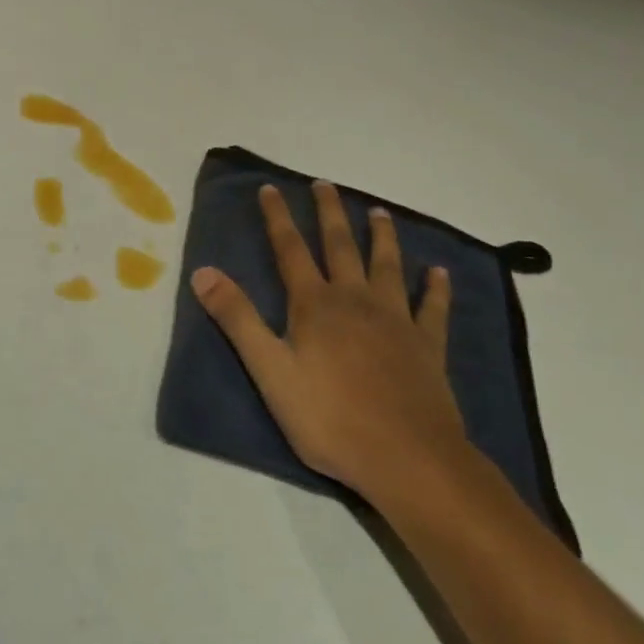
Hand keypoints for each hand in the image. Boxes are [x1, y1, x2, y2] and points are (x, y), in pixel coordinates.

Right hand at [190, 182, 472, 506]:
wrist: (408, 458)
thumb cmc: (330, 418)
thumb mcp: (269, 371)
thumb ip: (237, 319)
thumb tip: (203, 271)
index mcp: (315, 306)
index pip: (290, 250)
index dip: (277, 218)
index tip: (270, 188)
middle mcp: (355, 301)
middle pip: (340, 246)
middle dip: (328, 213)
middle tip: (325, 184)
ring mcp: (396, 321)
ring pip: (387, 266)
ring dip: (382, 236)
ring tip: (378, 212)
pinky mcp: (427, 347)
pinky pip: (432, 308)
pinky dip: (436, 288)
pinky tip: (439, 273)